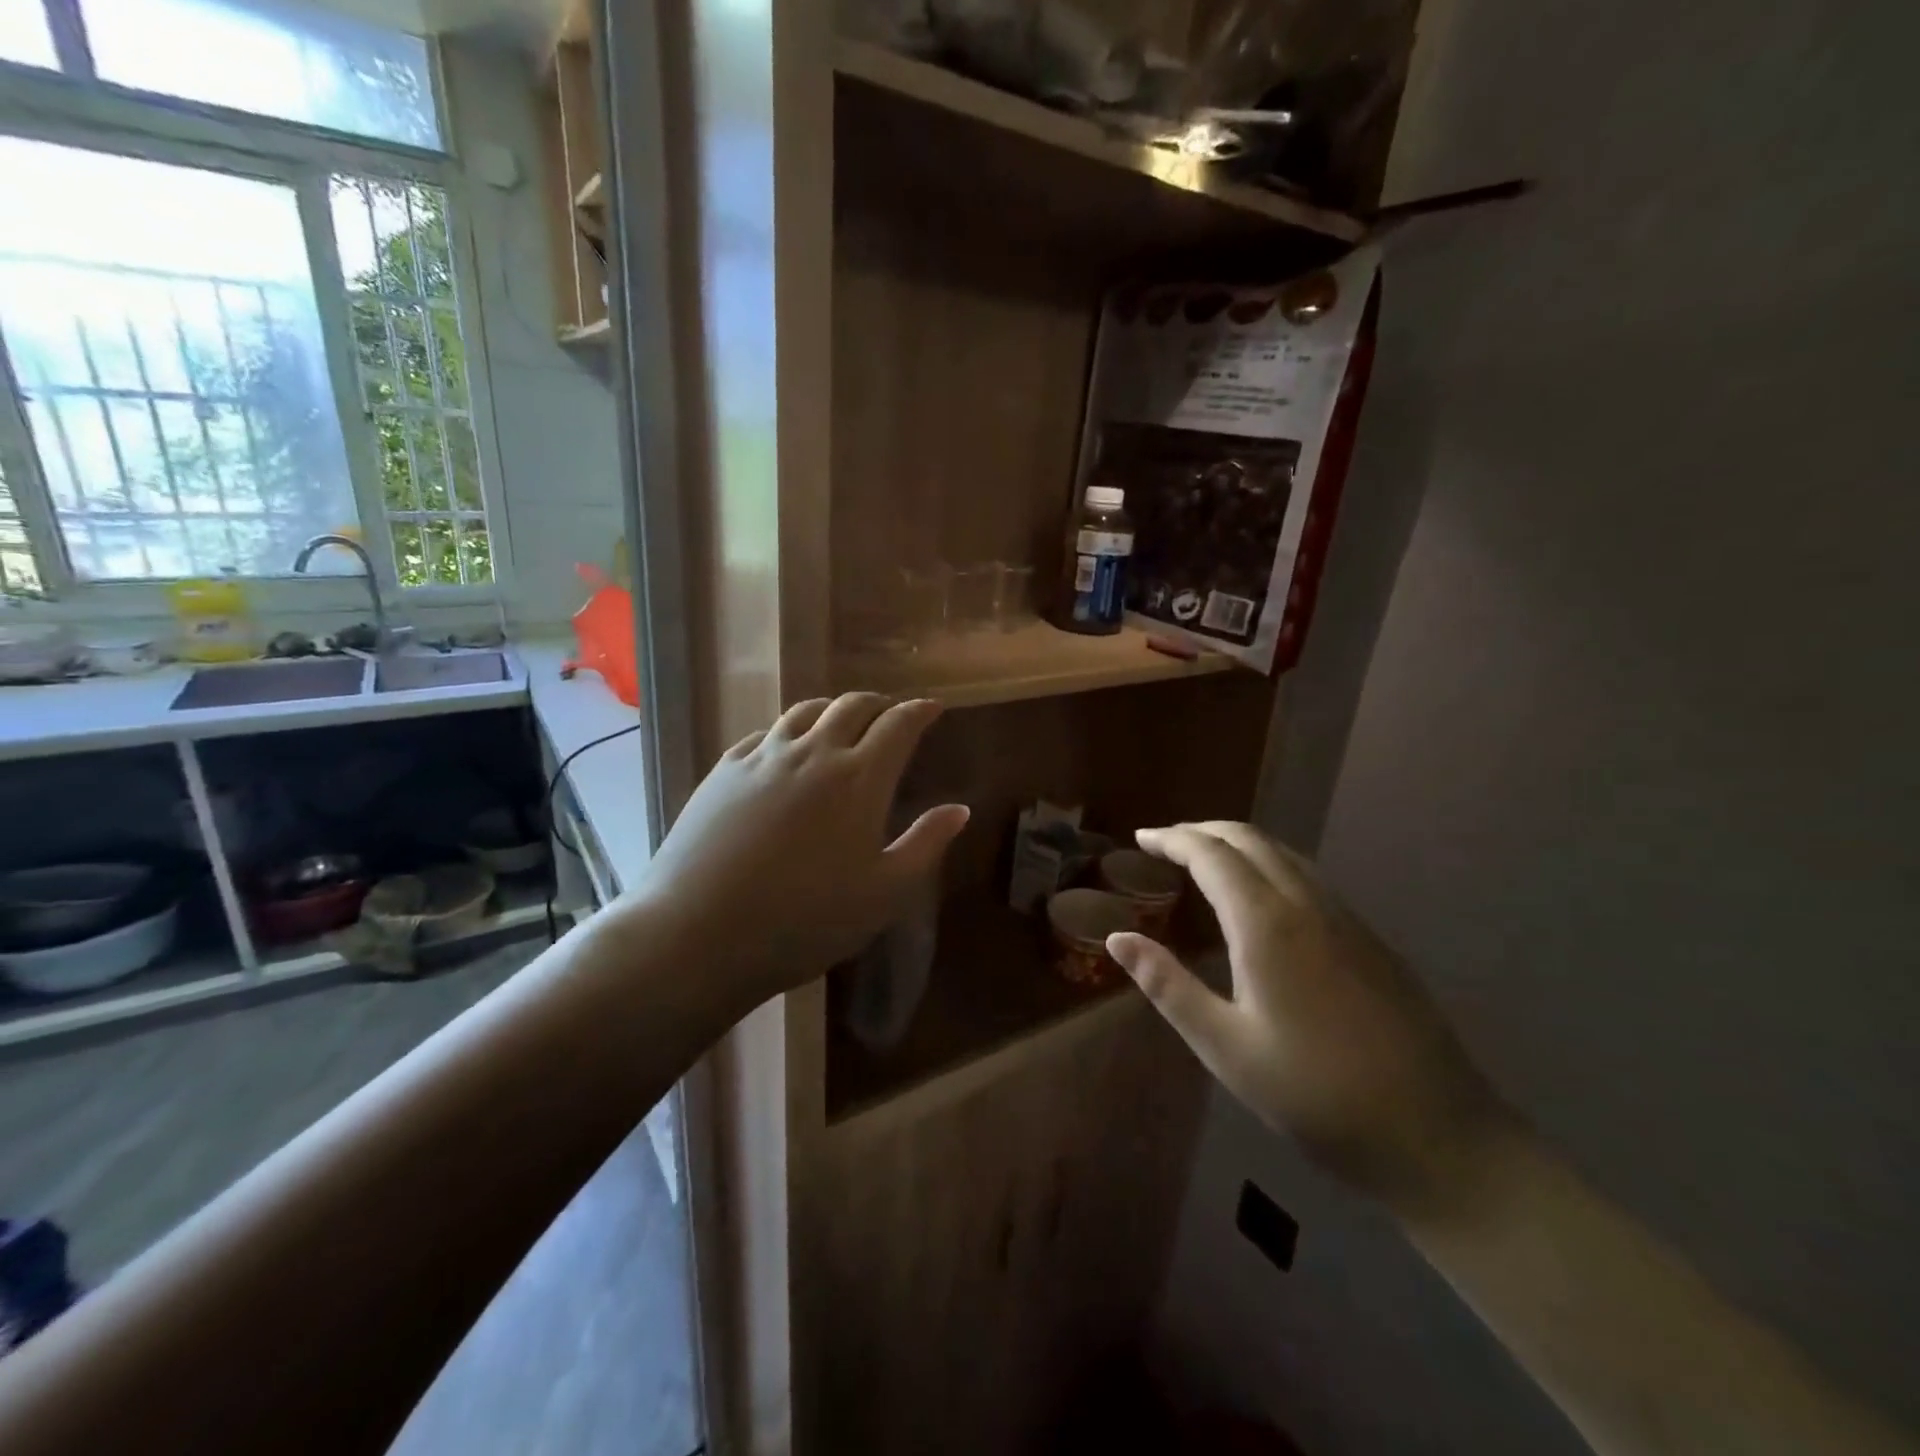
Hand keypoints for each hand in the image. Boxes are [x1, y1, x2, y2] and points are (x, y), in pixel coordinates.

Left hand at [618, 694, 968, 1013]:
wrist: (699, 933)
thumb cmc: (806, 920)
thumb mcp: (884, 894)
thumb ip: (925, 845)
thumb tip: (959, 808)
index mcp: (859, 778)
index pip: (899, 724)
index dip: (920, 711)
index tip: (934, 708)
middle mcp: (813, 753)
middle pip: (852, 706)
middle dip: (879, 704)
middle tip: (891, 714)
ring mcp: (763, 758)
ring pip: (805, 711)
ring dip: (833, 709)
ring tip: (842, 721)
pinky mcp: (724, 771)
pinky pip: (765, 734)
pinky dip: (789, 731)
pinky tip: (785, 749)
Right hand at [1107, 822, 1509, 1213]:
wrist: (1437, 1135)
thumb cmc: (1315, 1095)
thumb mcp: (1225, 1047)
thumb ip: (1167, 985)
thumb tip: (1117, 938)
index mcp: (1267, 924)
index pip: (1211, 854)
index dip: (1172, 839)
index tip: (1140, 838)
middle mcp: (1307, 904)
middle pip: (1249, 839)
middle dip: (1201, 831)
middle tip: (1164, 842)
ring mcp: (1346, 918)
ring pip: (1283, 853)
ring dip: (1237, 843)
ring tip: (1203, 860)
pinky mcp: (1369, 938)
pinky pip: (1308, 875)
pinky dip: (1269, 863)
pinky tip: (1260, 896)